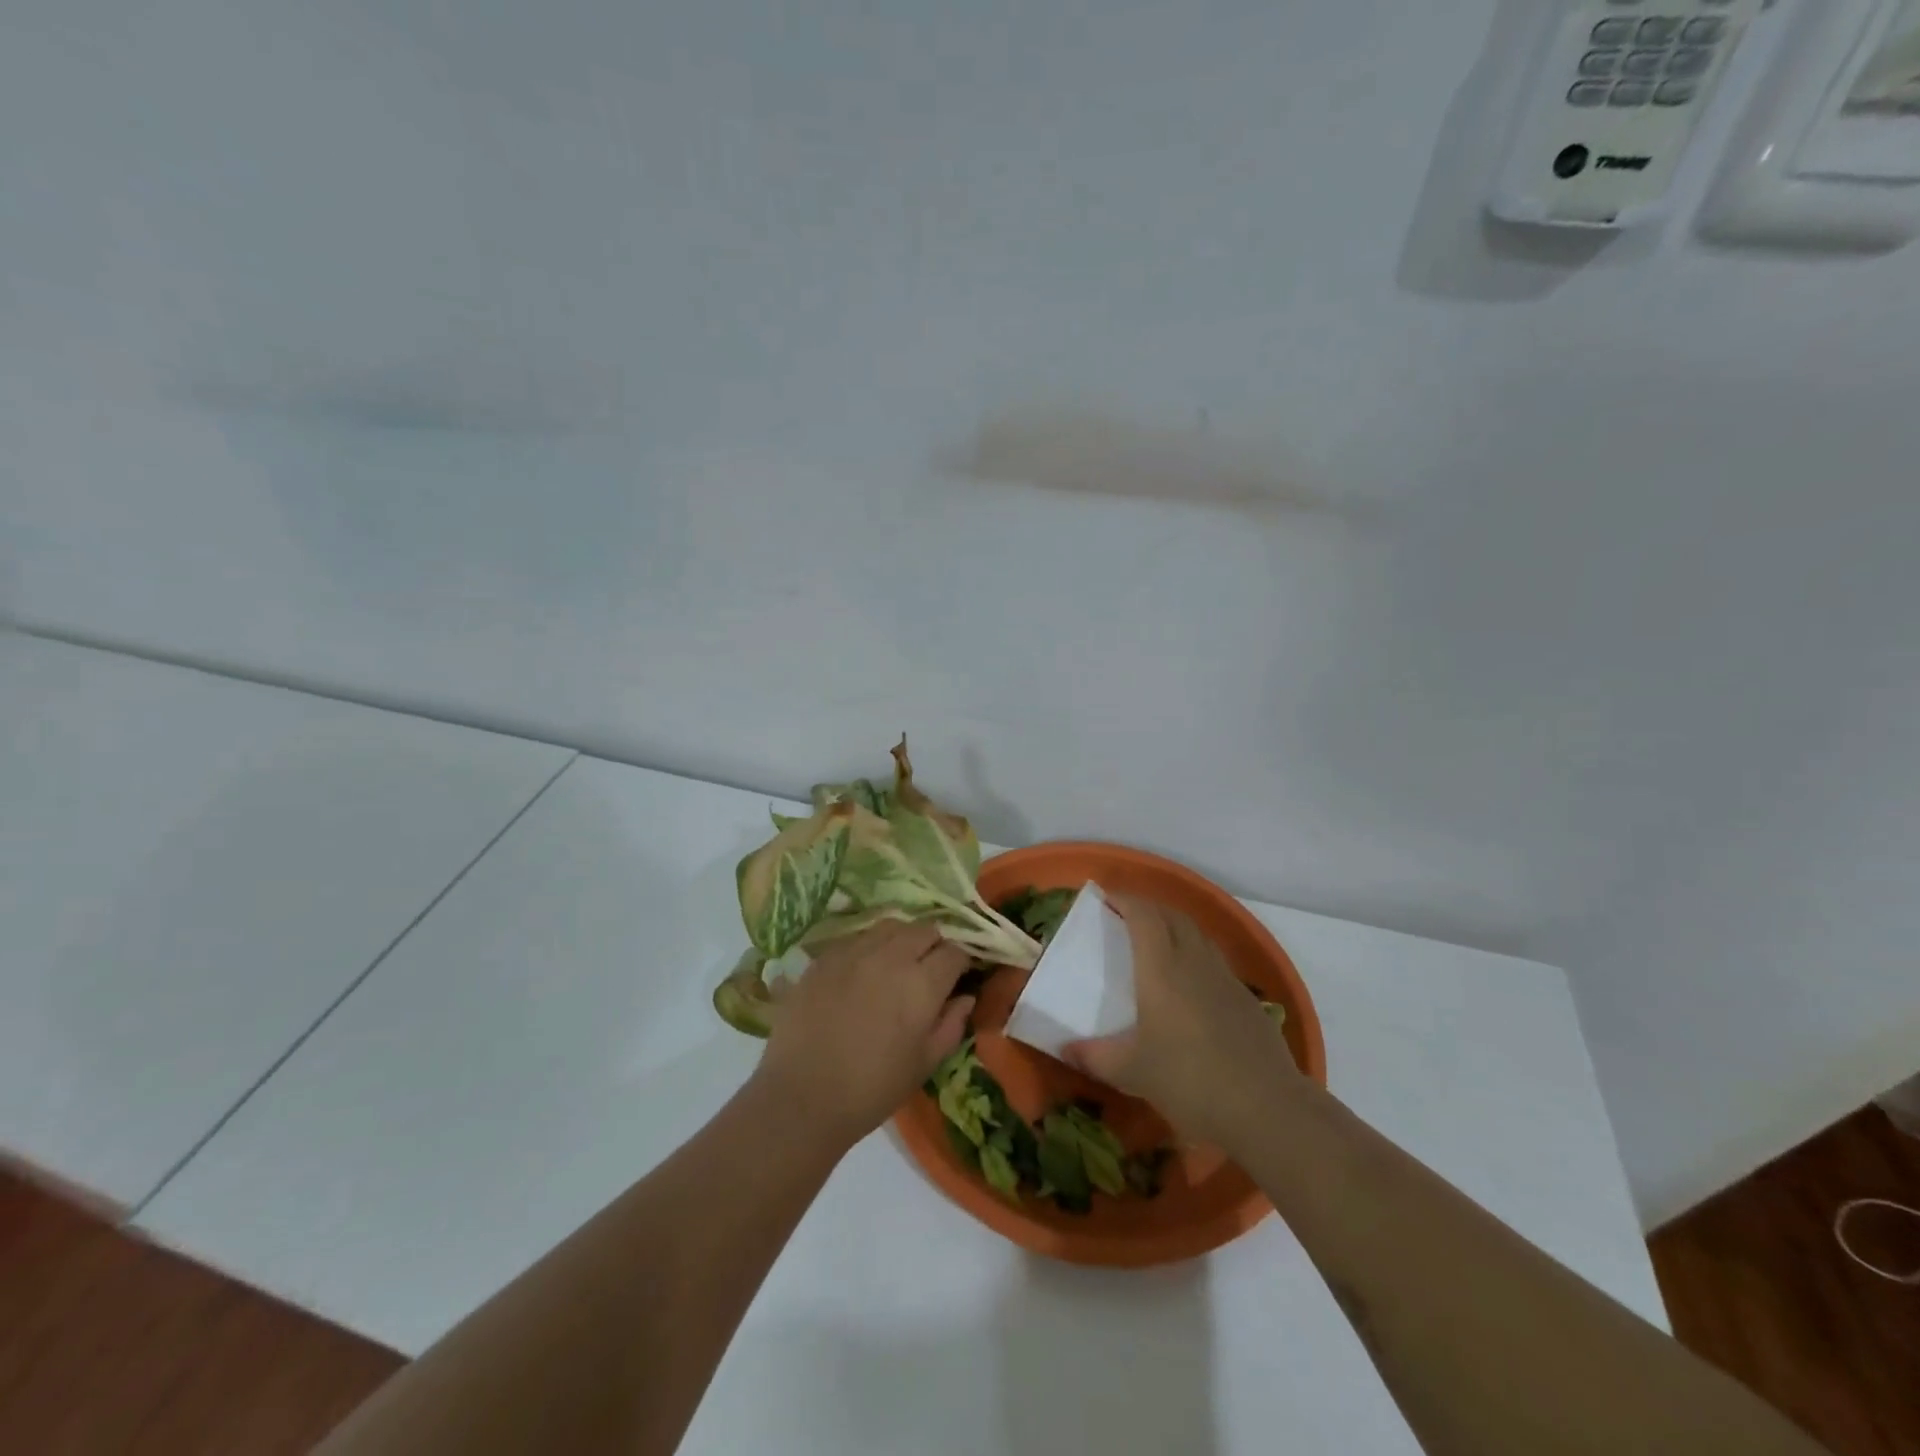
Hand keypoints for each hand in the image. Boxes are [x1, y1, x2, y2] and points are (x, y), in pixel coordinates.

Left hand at [754, 921, 973, 1146]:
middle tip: (928, 970)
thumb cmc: (873, 1088)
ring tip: (896, 963)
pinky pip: (857, 937)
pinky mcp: (825, 957)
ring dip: (902, 939)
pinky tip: (862, 971)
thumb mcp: (925, 1063)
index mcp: (922, 983)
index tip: (956, 977)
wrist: (802, 1097)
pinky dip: (869, 947)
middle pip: (925, 930)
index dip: (960, 962)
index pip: (955, 952)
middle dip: (934, 945)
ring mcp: (854, 951)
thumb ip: (951, 1024)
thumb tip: (966, 997)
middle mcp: (891, 956)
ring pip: (890, 926)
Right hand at [1066, 894, 1303, 1150]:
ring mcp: (1225, 978)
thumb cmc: (1190, 1081)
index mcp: (1162, 969)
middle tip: (1126, 916)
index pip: (1143, 915)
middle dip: (1148, 907)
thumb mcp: (1133, 1073)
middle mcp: (1194, 962)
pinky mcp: (1246, 999)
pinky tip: (1190, 983)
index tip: (1106, 898)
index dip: (1124, 900)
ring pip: (1197, 934)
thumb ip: (1095, 1057)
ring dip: (1174, 926)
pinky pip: (1214, 959)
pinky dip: (1195, 954)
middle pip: (1172, 915)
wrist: (1267, 1108)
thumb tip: (1065, 1049)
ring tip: (1156, 942)